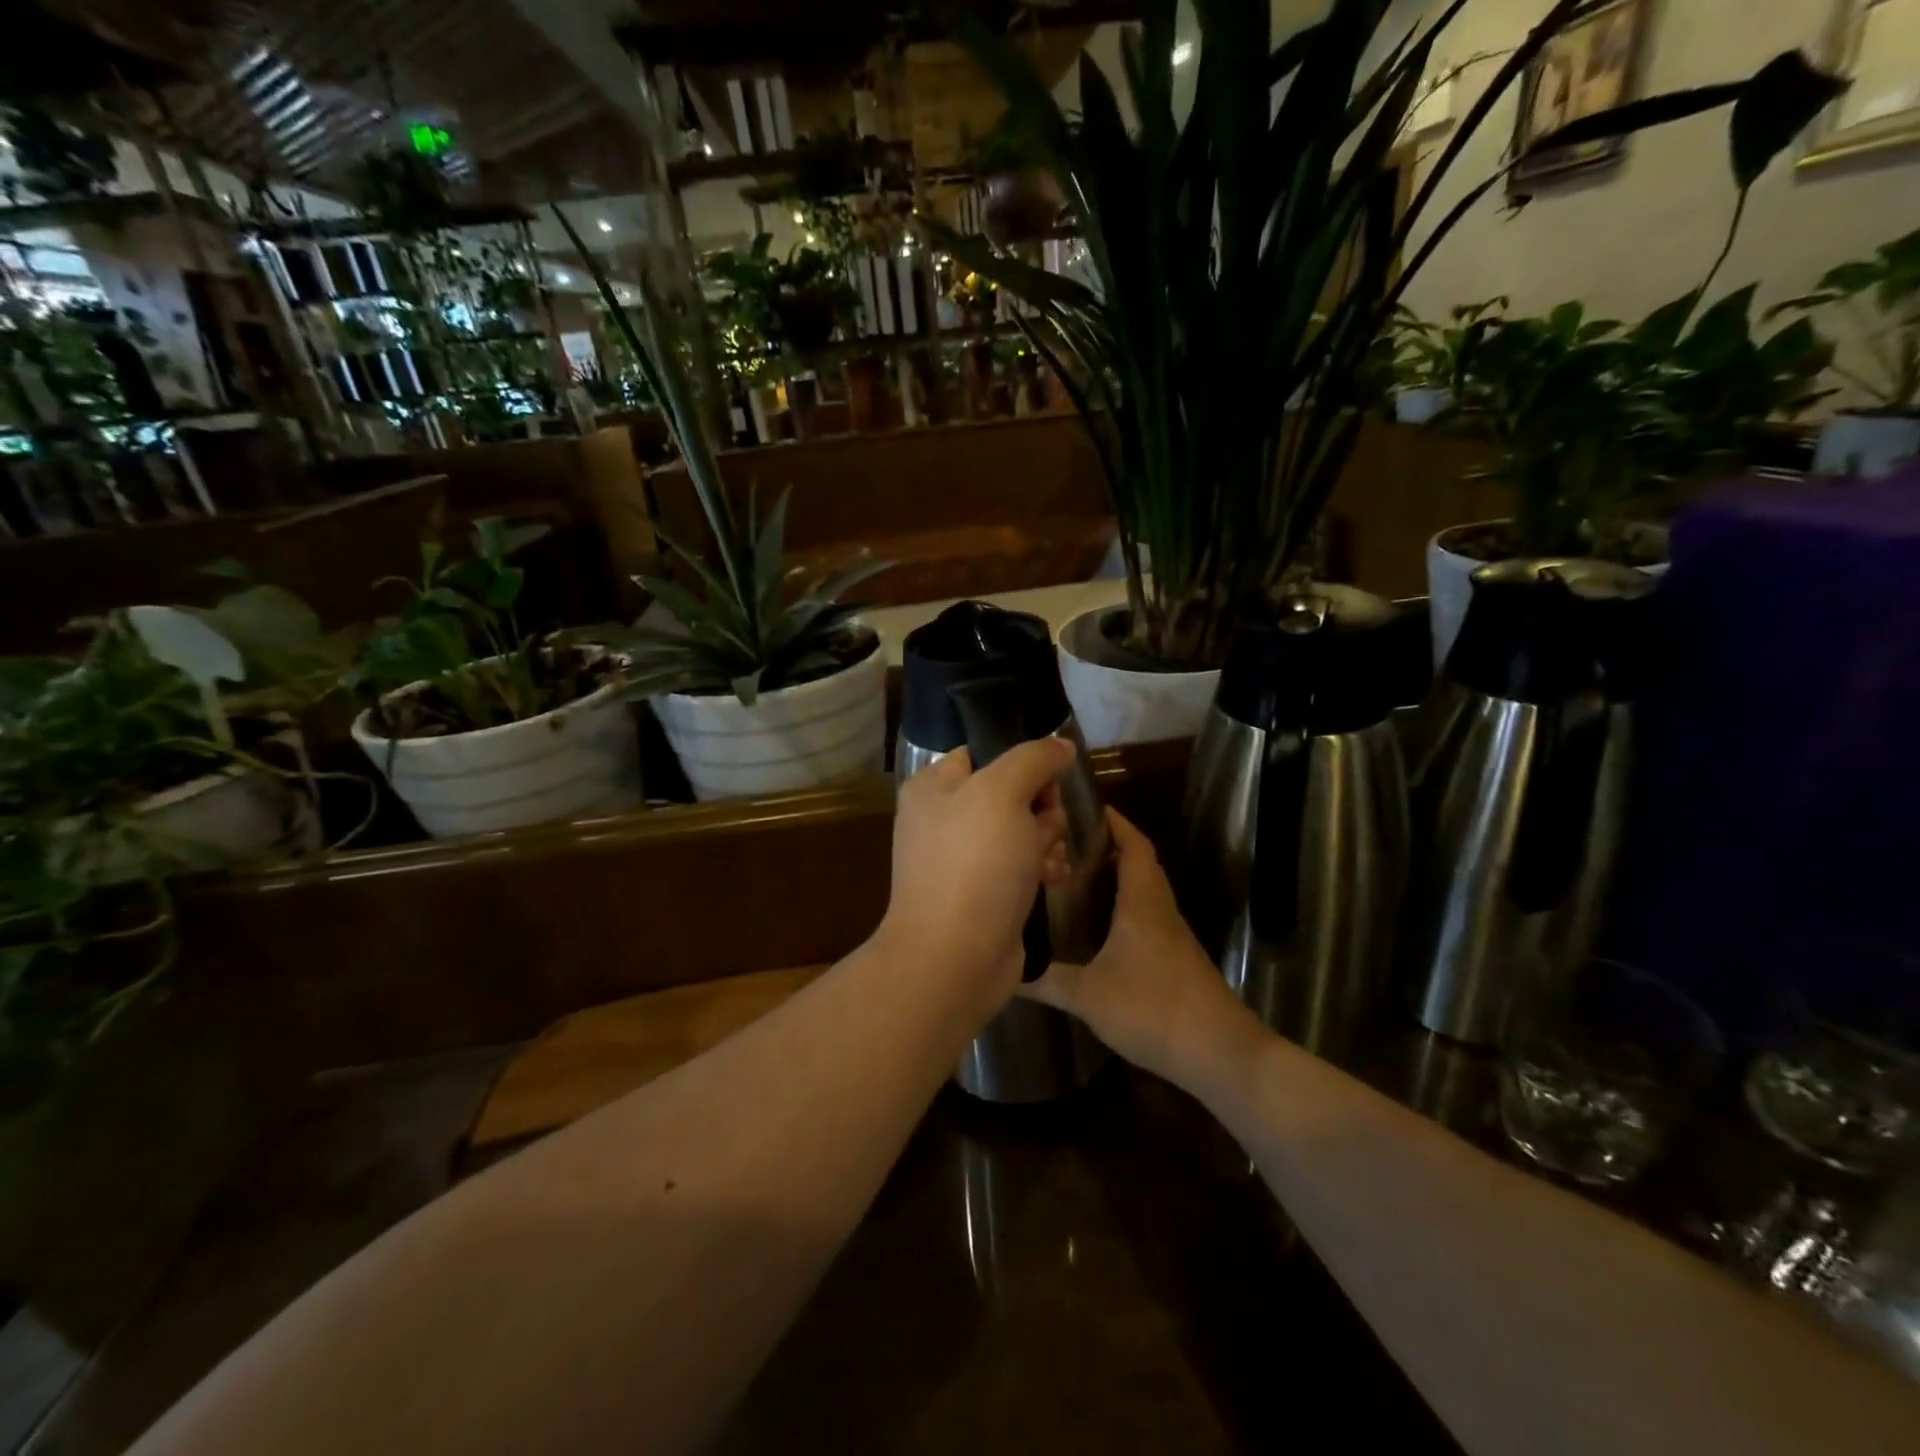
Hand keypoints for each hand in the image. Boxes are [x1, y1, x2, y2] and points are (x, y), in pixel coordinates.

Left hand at [879, 738, 1077, 1019]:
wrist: (955, 958)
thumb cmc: (974, 865)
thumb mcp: (1002, 793)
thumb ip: (1033, 758)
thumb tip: (1061, 745)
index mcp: (934, 787)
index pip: (985, 752)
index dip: (1024, 762)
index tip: (1051, 780)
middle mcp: (944, 819)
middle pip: (1011, 792)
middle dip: (1040, 808)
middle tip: (1047, 827)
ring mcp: (962, 860)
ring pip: (1022, 831)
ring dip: (1046, 841)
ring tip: (1049, 862)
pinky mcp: (983, 894)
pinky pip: (1020, 867)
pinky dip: (1040, 870)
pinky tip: (1053, 881)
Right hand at [1023, 808, 1269, 1088]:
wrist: (1220, 1054)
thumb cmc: (1154, 1010)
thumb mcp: (1089, 996)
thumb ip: (1046, 981)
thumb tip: (1004, 969)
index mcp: (1142, 903)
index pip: (1133, 846)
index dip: (1115, 822)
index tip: (1086, 806)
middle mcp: (1160, 910)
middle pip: (1140, 863)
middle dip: (1111, 844)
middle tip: (1070, 839)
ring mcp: (1172, 935)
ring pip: (1146, 889)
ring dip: (1119, 874)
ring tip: (1078, 873)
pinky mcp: (1176, 958)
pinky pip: (1148, 915)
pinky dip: (1126, 904)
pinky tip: (1102, 924)